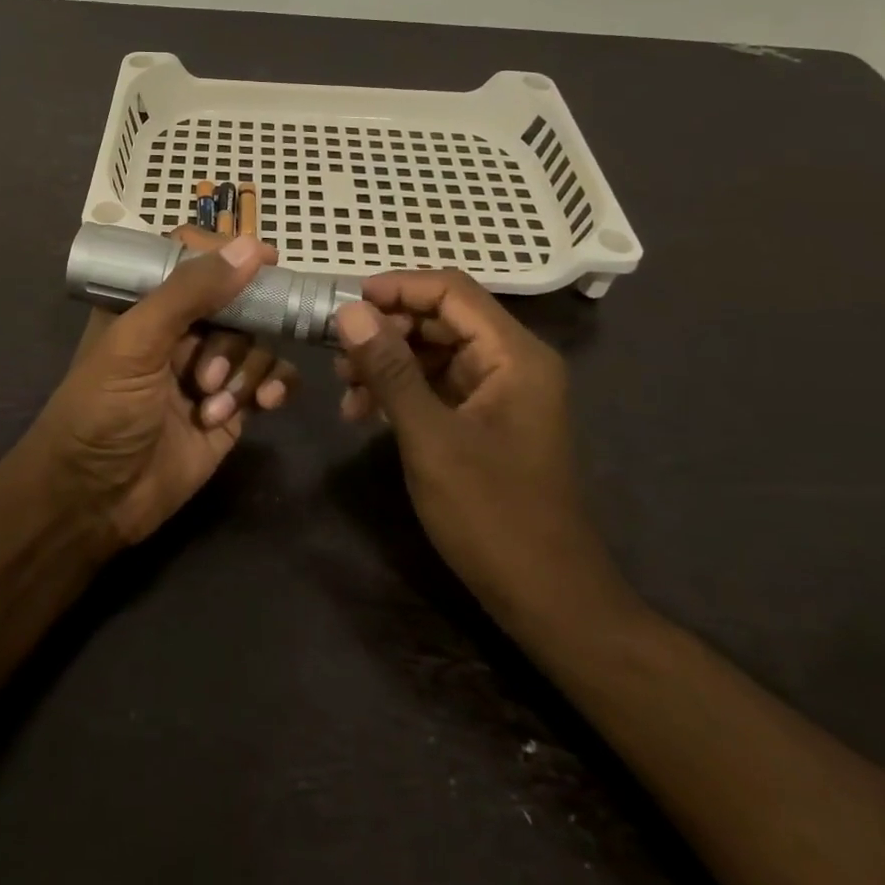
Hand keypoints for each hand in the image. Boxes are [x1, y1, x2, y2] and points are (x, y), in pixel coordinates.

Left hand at [28, 229, 299, 547]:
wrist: (94, 502)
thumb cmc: (101, 412)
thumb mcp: (136, 343)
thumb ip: (189, 292)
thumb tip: (251, 246)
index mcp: (145, 302)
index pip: (192, 257)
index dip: (227, 255)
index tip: (265, 261)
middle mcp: (179, 329)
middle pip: (235, 301)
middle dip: (231, 336)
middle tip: (207, 374)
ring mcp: (208, 368)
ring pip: (256, 341)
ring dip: (243, 371)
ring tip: (211, 406)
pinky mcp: (231, 406)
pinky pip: (271, 377)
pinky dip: (274, 385)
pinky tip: (267, 404)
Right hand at [332, 272, 633, 640]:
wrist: (546, 597)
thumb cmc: (491, 514)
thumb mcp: (430, 437)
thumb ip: (390, 369)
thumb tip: (349, 311)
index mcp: (514, 355)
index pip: (451, 291)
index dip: (397, 287)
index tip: (346, 303)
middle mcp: (512, 362)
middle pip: (442, 318)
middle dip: (387, 329)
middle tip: (338, 351)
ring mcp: (501, 392)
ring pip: (435, 352)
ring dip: (388, 361)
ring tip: (344, 387)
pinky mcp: (487, 420)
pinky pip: (438, 385)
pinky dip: (401, 390)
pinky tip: (365, 412)